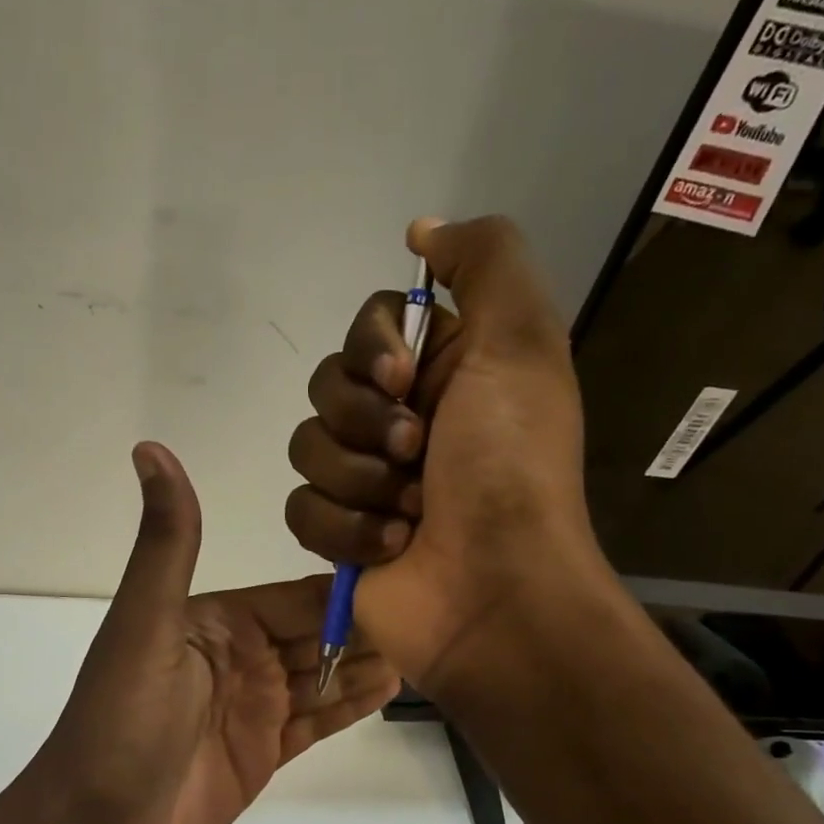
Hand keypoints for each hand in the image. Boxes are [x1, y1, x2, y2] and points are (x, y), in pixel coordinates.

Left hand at [0, 443, 398, 823]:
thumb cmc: (121, 723)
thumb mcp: (145, 625)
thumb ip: (167, 544)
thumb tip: (150, 448)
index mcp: (216, 620)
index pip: (296, 594)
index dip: (348, 582)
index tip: (412, 562)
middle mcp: (241, 655)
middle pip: (319, 633)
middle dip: (372, 622)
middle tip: (442, 606)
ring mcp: (255, 706)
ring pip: (326, 674)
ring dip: (370, 660)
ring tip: (435, 643)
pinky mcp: (265, 751)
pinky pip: (320, 720)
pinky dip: (353, 703)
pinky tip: (396, 686)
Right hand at [283, 216, 613, 696]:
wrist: (495, 592)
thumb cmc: (510, 469)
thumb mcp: (522, 343)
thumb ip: (484, 261)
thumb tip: (421, 231)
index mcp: (443, 372)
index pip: (367, 328)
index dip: (373, 349)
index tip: (404, 379)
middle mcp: (400, 420)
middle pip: (326, 385)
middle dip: (367, 422)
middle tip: (417, 454)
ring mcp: (365, 480)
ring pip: (306, 446)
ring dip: (360, 481)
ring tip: (410, 513)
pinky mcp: (337, 534)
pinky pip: (300, 507)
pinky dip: (345, 529)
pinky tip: (391, 548)